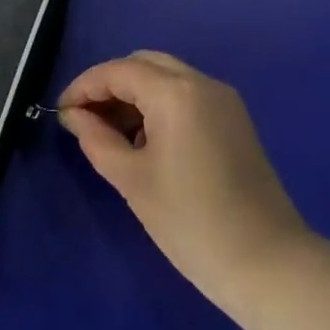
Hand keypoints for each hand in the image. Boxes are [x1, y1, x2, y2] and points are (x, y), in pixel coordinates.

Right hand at [59, 51, 309, 313]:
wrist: (268, 264)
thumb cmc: (190, 221)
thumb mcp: (130, 179)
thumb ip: (95, 138)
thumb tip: (73, 116)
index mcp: (176, 93)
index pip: (117, 72)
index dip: (83, 87)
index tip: (61, 112)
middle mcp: (202, 84)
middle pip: (143, 64)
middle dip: (109, 85)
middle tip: (85, 119)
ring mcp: (224, 101)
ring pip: (165, 77)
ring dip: (133, 95)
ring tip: (110, 134)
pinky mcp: (234, 121)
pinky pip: (186, 96)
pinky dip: (157, 105)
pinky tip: (143, 141)